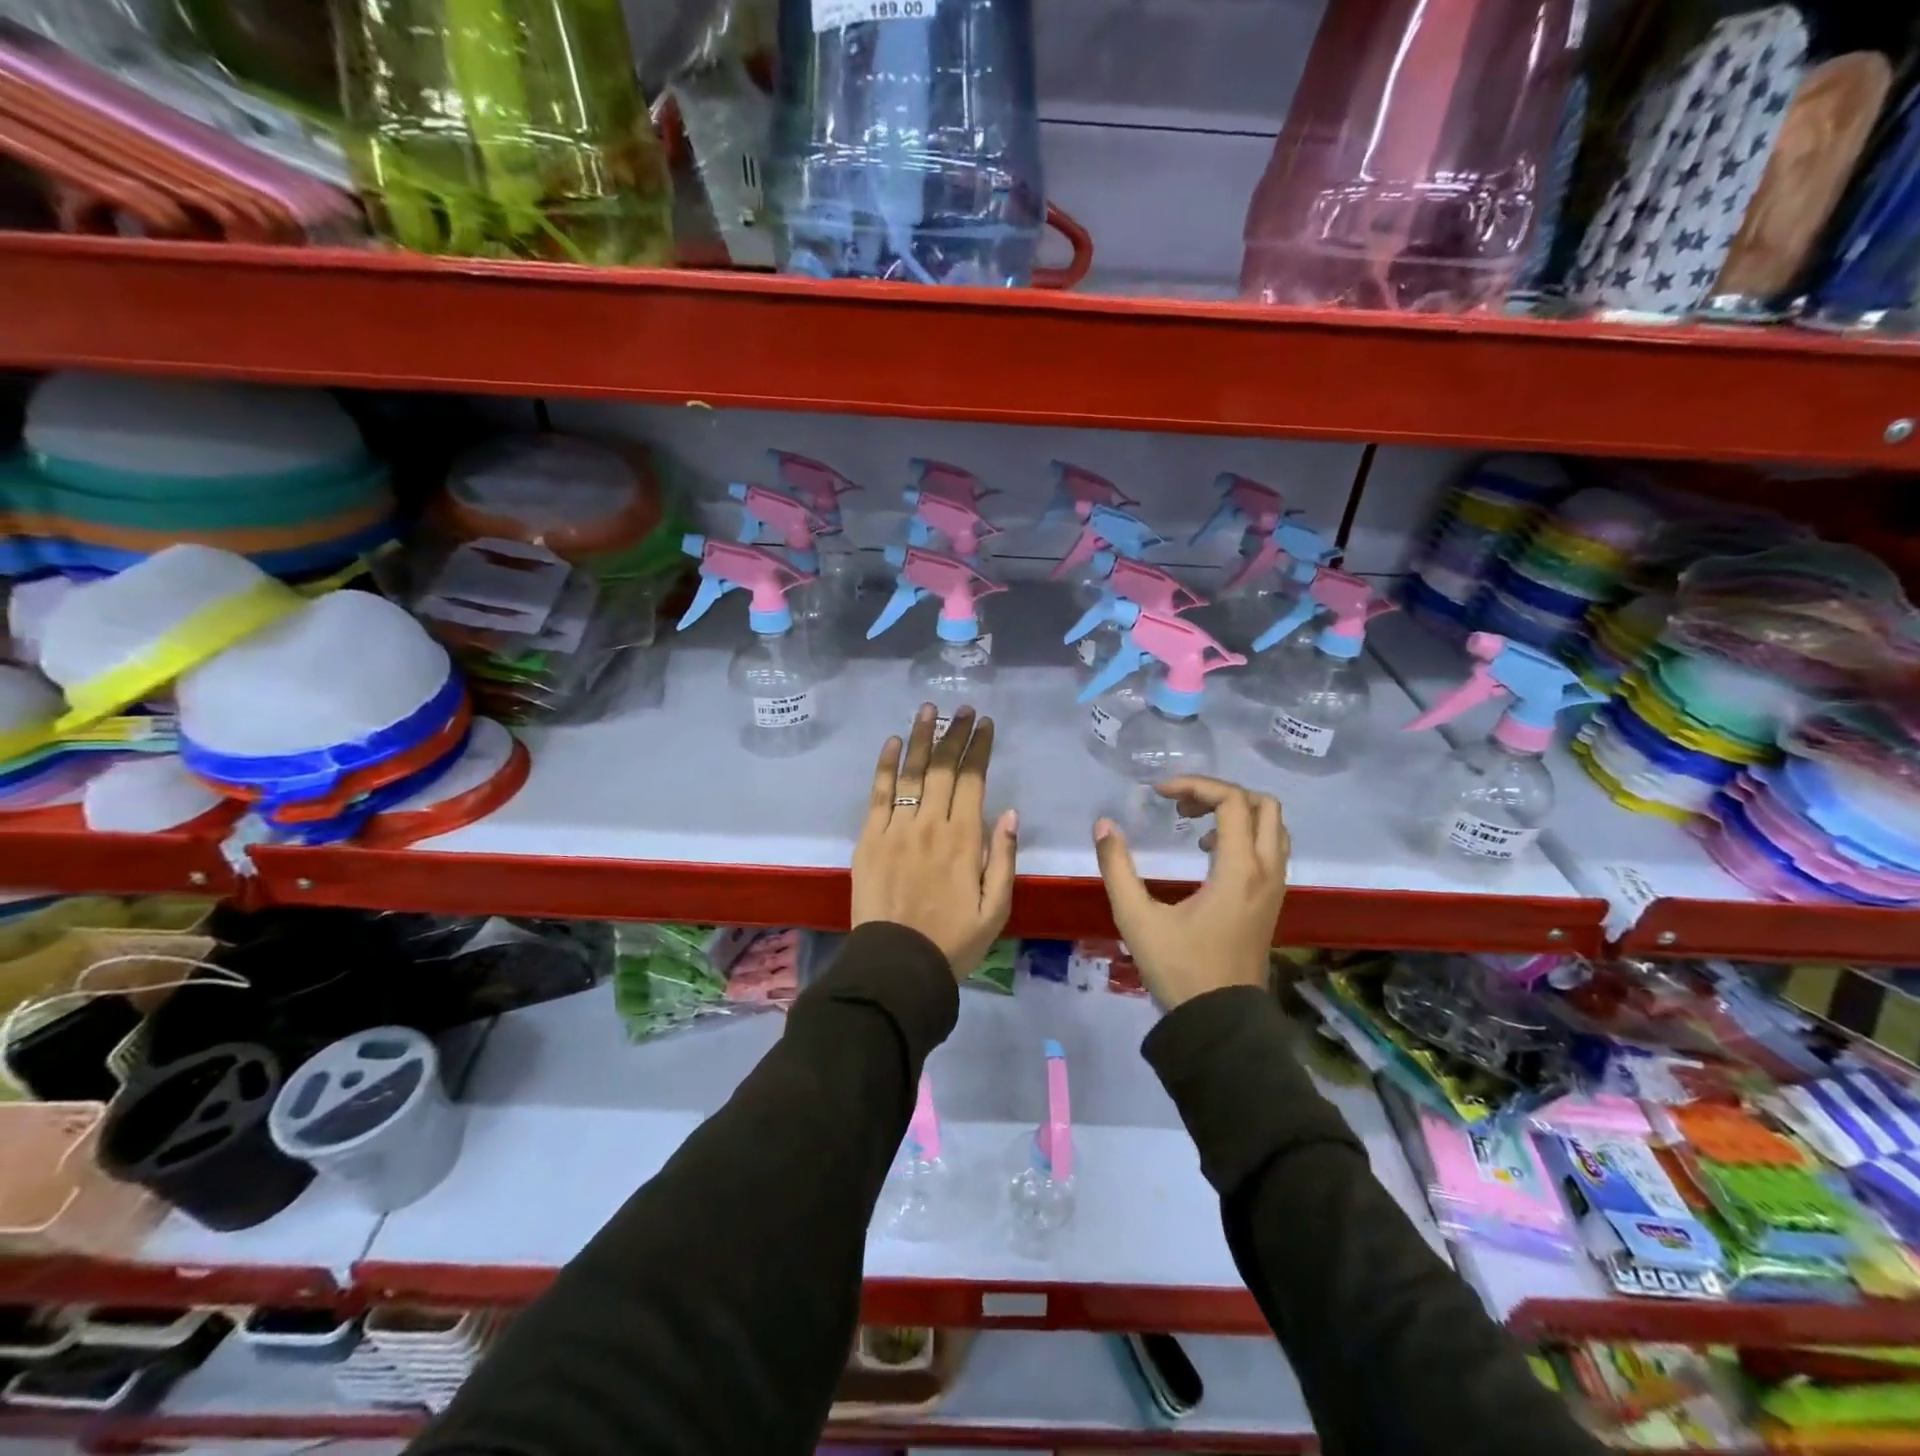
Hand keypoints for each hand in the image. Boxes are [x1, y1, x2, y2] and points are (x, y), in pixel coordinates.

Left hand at [852, 704, 1018, 980]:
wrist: (897, 964)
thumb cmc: (953, 940)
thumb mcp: (996, 908)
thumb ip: (1003, 858)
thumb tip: (1009, 812)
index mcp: (964, 839)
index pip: (973, 780)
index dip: (979, 748)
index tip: (985, 724)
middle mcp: (930, 824)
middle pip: (942, 768)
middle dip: (955, 734)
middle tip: (963, 710)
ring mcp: (896, 828)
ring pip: (910, 772)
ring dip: (920, 737)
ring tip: (928, 709)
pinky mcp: (869, 838)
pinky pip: (877, 793)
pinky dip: (884, 765)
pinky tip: (892, 742)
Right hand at [1092, 776, 1287, 1009]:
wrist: (1220, 1021)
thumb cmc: (1179, 969)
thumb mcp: (1137, 918)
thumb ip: (1117, 868)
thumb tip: (1104, 825)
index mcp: (1239, 870)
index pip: (1232, 801)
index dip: (1195, 785)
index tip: (1159, 794)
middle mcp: (1266, 871)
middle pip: (1263, 805)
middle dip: (1220, 793)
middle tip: (1181, 806)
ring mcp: (1275, 887)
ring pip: (1272, 825)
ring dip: (1236, 812)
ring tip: (1195, 824)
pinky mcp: (1272, 901)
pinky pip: (1271, 847)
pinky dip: (1245, 834)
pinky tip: (1209, 853)